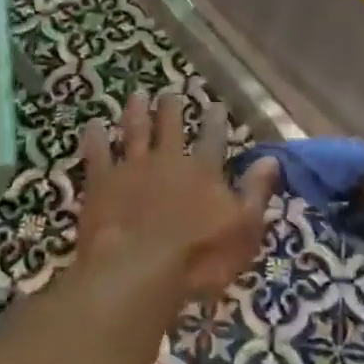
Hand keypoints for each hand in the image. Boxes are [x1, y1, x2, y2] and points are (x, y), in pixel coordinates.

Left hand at [77, 91, 277, 307]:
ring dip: (136, 112)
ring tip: (137, 96)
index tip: (215, 105)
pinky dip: (95, 137)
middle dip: (171, 108)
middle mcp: (168, 160)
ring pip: (134, 131)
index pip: (213, 138)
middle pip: (170, 126)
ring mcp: (132, 168)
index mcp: (203, 171)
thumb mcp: (243, 230)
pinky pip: (97, 153)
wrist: (136, 270)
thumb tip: (270, 159)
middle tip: (169, 94)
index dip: (215, 121)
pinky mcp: (102, 181)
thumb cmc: (198, 258)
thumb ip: (256, 192)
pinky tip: (92, 125)